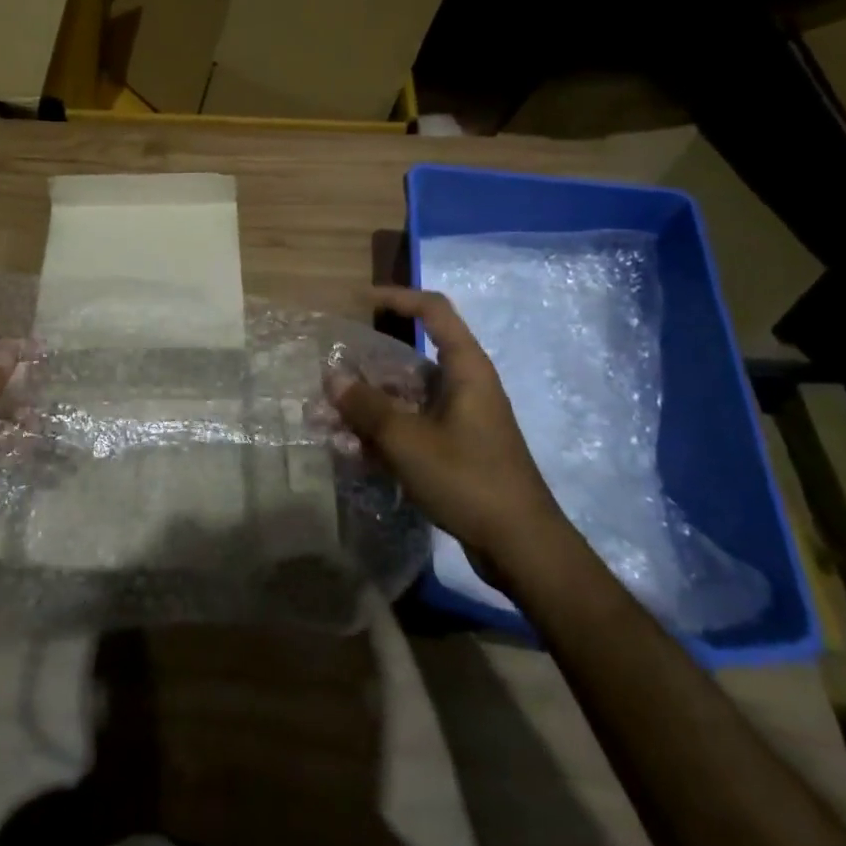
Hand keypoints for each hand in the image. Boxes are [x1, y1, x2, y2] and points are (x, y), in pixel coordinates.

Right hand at [327, 287, 568, 581]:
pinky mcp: (454, 451)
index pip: (432, 311)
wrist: (521, 547)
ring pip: (404, 400)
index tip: (358, 301)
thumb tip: (333, 376)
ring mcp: (459, 421)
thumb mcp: (408, 440)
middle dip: (364, 371)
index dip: (396, 298)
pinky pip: (411, 430)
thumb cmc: (468, 478)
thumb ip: (367, 406)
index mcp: (465, 369)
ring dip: (366, 408)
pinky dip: (382, 435)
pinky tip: (350, 451)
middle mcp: (463, 387)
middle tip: (326, 380)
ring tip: (325, 422)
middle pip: (407, 362)